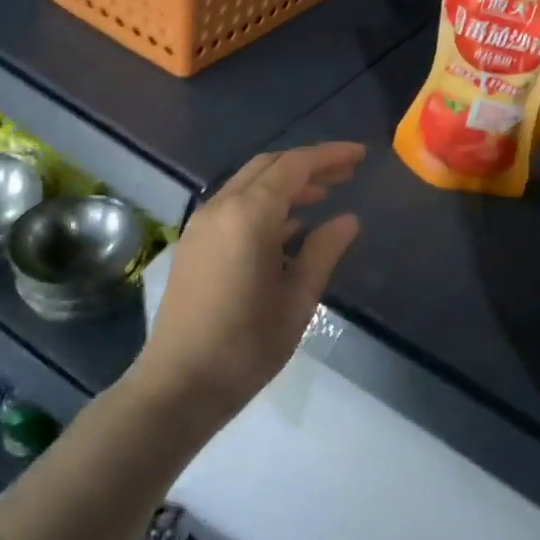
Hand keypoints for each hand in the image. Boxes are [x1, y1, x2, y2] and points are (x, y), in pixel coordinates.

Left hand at [134, 141, 363, 419]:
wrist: (179, 384)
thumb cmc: (246, 345)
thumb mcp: (298, 299)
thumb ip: (325, 251)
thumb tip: (348, 219)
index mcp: (249, 215)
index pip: (294, 166)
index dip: (329, 156)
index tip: (360, 155)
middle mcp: (221, 207)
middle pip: (269, 166)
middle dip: (308, 164)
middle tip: (346, 173)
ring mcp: (203, 225)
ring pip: (249, 184)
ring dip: (287, 183)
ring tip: (325, 194)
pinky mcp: (194, 244)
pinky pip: (234, 206)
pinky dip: (265, 203)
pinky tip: (291, 226)